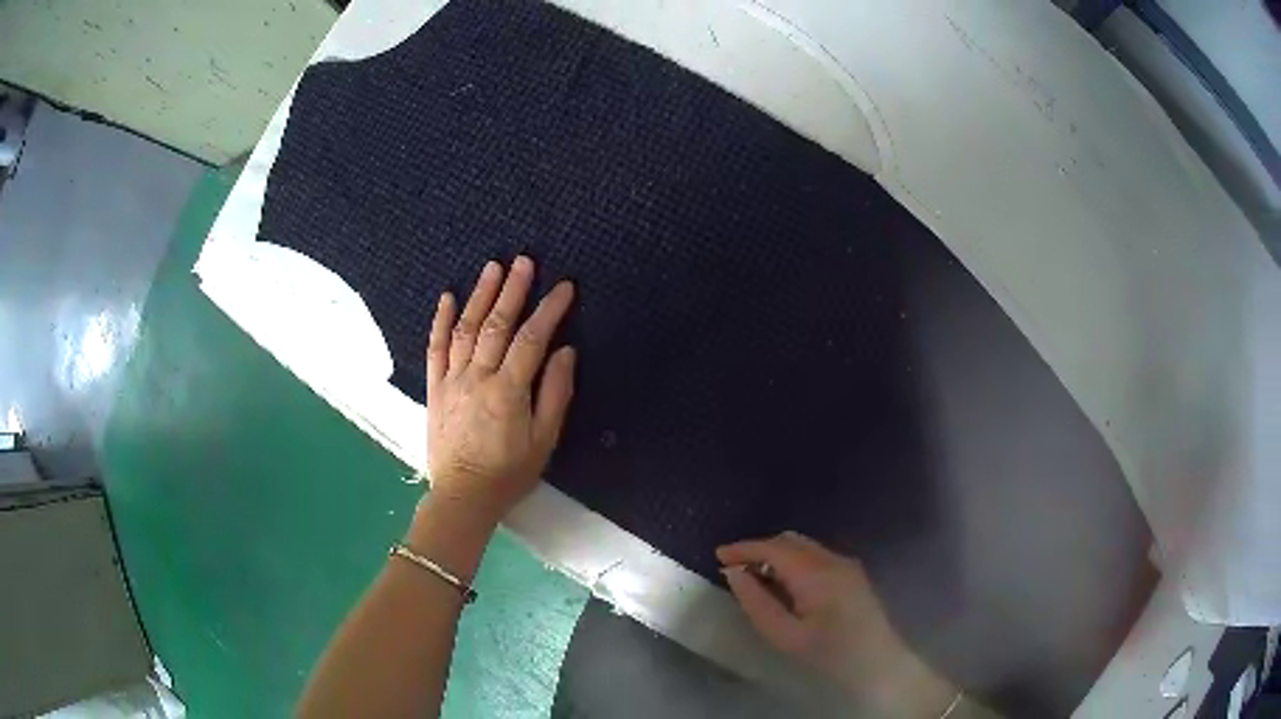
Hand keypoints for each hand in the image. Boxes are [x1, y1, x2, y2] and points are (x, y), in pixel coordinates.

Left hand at [424, 256, 575, 524]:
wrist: (463, 495)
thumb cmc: (509, 472)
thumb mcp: (544, 440)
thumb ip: (555, 394)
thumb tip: (565, 351)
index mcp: (508, 390)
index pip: (532, 339)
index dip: (550, 309)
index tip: (565, 287)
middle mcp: (478, 377)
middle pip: (497, 324)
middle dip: (513, 290)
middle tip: (525, 261)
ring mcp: (452, 379)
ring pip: (466, 329)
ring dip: (479, 295)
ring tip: (492, 267)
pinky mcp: (434, 388)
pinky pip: (435, 349)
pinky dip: (440, 321)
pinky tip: (446, 298)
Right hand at [718, 532, 957, 718]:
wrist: (877, 663)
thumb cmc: (827, 653)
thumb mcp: (784, 634)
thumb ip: (756, 601)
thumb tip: (734, 574)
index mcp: (815, 572)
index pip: (772, 547)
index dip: (743, 548)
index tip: (717, 555)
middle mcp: (832, 559)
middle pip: (789, 540)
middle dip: (759, 549)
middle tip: (733, 569)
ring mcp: (846, 563)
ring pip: (804, 546)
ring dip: (777, 554)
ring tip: (755, 577)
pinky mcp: (852, 573)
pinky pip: (816, 555)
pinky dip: (794, 561)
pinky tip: (784, 584)